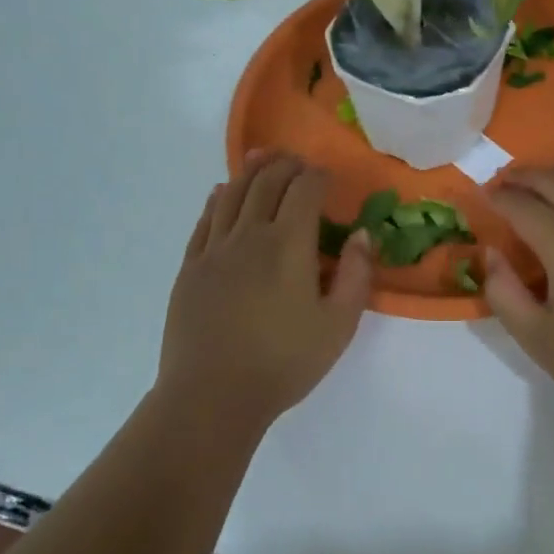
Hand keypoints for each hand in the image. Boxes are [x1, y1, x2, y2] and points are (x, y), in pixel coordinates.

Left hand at [157, 150, 370, 433]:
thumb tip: (362, 235)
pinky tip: (221, 192)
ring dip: (250, 171)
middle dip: (285, 165)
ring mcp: (215, 249)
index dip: (318, 175)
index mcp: (289, 243)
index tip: (327, 175)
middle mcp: (250, 234)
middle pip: (267, 182)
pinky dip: (217, 199)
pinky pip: (205, 220)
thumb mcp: (339, 326)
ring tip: (262, 157)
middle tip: (297, 160)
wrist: (212, 396)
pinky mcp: (191, 267)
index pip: (304, 190)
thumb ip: (357, 275)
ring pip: (233, 194)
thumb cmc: (284, 362)